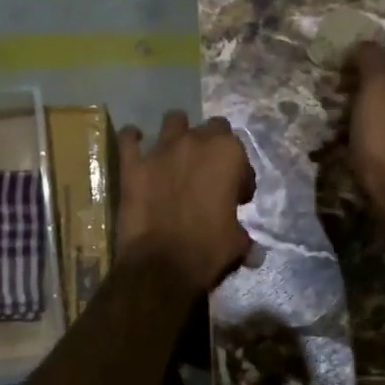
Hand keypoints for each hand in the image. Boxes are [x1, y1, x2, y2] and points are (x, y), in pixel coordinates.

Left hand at [116, 111, 255, 293]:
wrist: (162, 264)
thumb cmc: (207, 249)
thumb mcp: (236, 243)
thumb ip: (244, 237)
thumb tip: (254, 252)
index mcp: (228, 155)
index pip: (241, 154)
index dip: (240, 175)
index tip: (237, 196)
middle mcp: (196, 142)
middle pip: (212, 127)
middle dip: (213, 146)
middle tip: (209, 173)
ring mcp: (162, 150)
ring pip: (174, 120)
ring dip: (178, 133)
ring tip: (177, 153)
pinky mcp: (133, 164)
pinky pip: (129, 138)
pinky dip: (133, 139)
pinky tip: (136, 144)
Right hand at [347, 42, 384, 203]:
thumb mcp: (378, 85)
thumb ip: (372, 58)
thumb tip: (364, 46)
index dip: (361, 60)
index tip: (336, 72)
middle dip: (360, 86)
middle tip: (333, 97)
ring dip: (361, 111)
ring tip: (337, 122)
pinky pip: (384, 133)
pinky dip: (367, 133)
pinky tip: (352, 142)